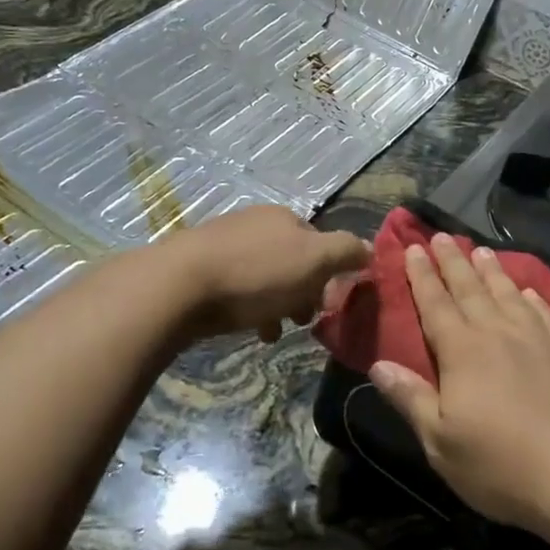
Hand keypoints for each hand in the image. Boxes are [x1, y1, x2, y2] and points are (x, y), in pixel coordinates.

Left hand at [157, 205, 369, 343]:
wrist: (178, 285)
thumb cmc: (255, 273)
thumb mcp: (314, 260)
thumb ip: (346, 252)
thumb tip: (370, 249)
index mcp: (284, 217)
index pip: (320, 243)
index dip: (330, 274)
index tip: (328, 305)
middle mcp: (255, 223)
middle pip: (292, 260)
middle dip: (302, 292)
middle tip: (302, 321)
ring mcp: (224, 243)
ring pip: (265, 276)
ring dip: (277, 304)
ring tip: (274, 332)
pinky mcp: (199, 268)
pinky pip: (237, 288)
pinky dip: (249, 308)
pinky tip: (250, 329)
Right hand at [368, 235, 549, 538]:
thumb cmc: (503, 466)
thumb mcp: (442, 443)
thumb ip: (410, 399)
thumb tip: (377, 365)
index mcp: (462, 351)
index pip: (435, 303)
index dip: (422, 275)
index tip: (413, 248)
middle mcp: (498, 332)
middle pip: (470, 288)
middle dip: (453, 261)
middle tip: (442, 235)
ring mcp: (539, 339)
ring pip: (508, 293)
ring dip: (492, 271)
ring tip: (481, 250)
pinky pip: (546, 312)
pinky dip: (533, 298)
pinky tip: (529, 292)